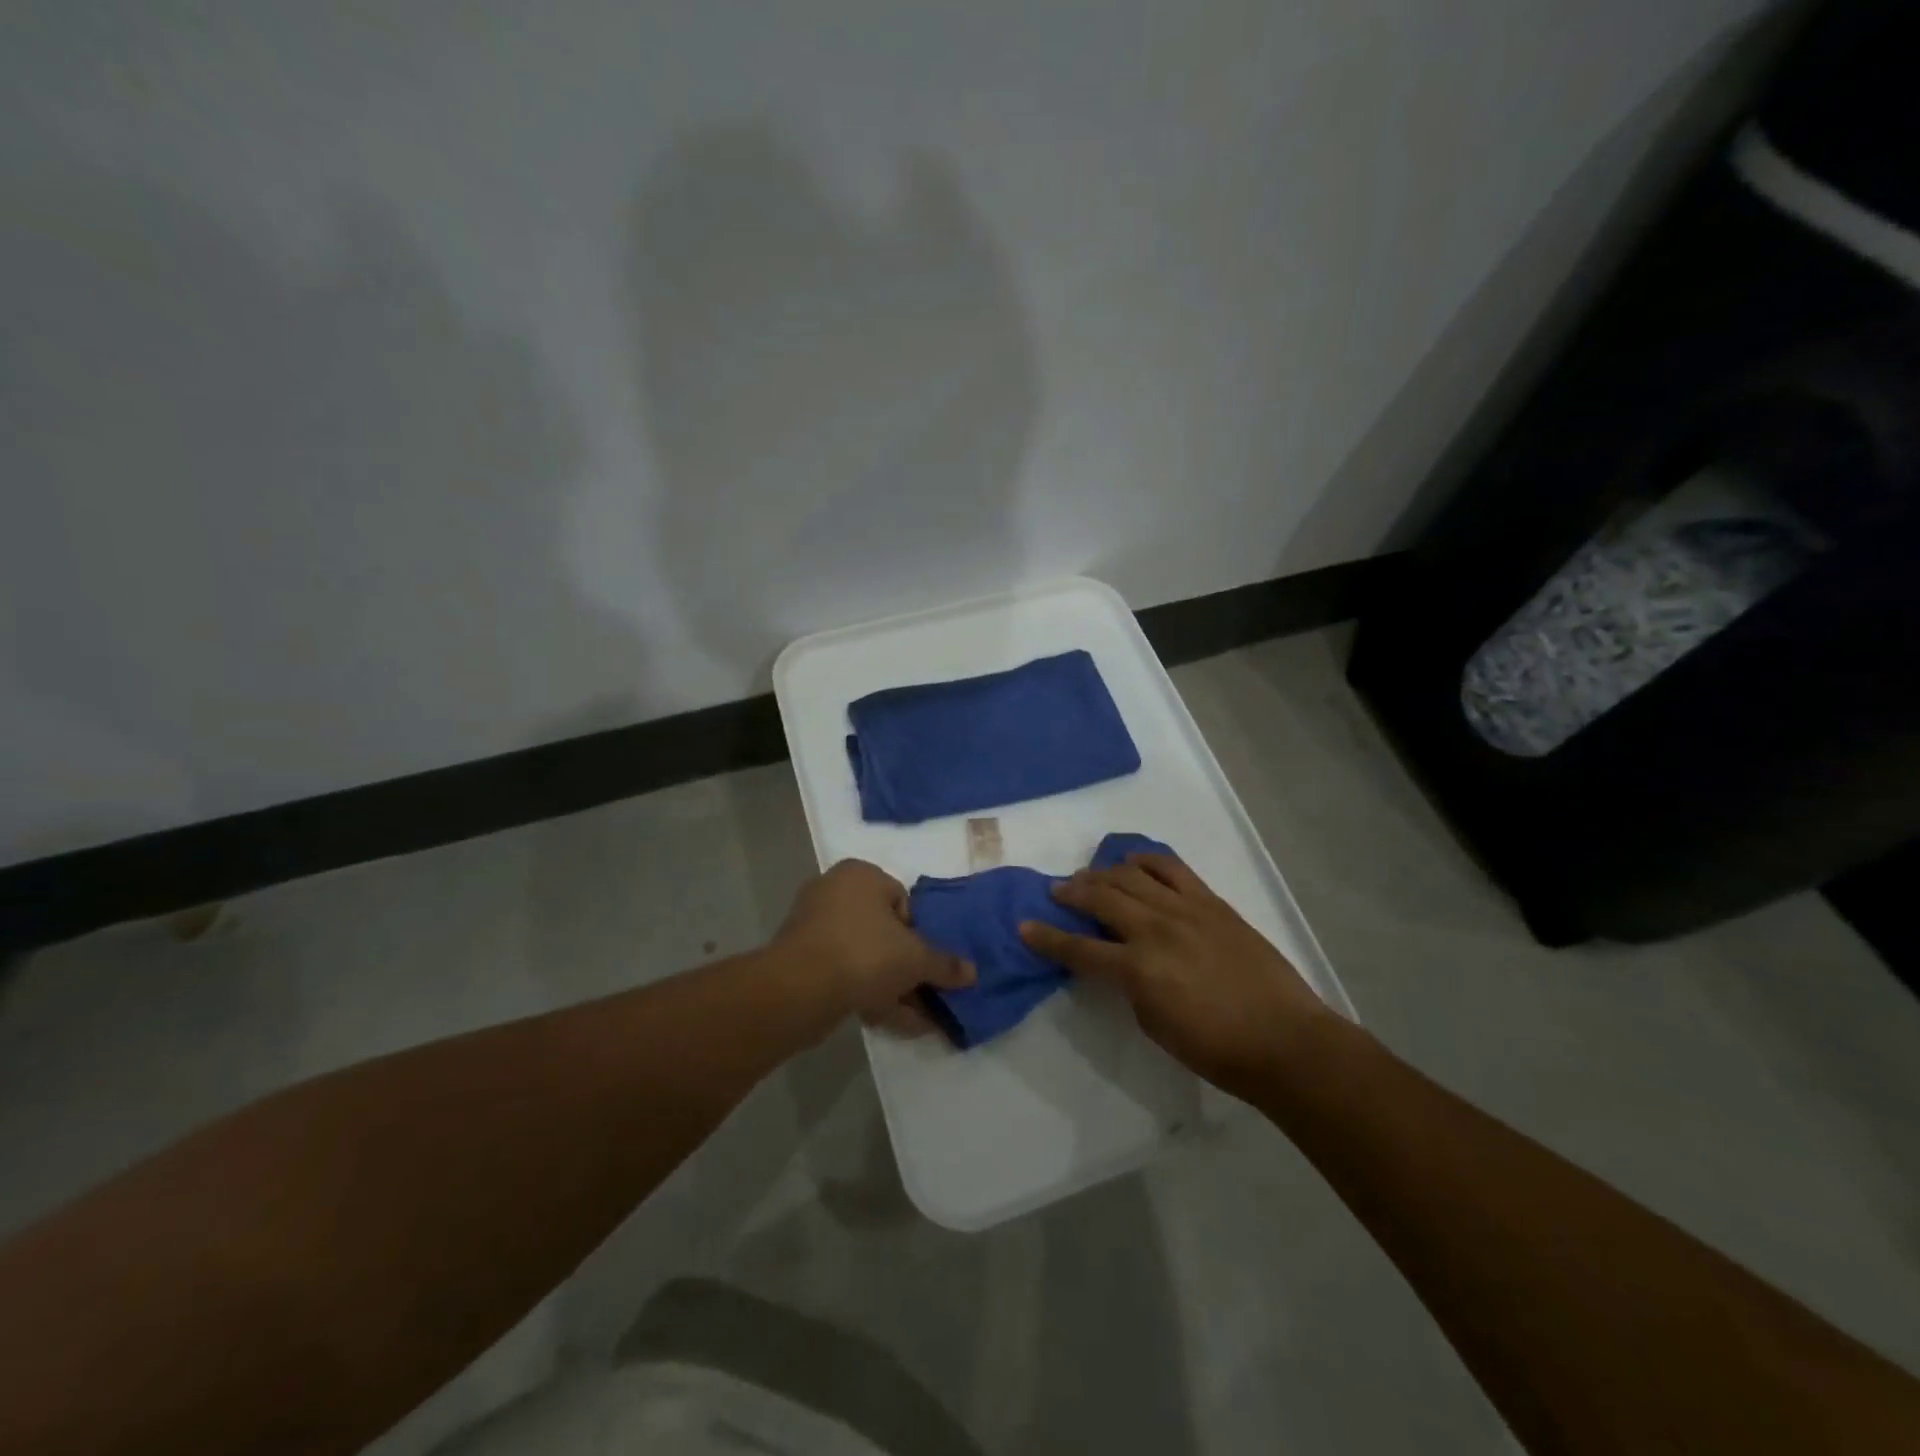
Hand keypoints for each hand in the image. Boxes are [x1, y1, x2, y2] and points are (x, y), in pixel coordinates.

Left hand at [774, 859, 974, 1035]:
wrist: (799, 989)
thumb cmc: (864, 953)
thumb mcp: (916, 959)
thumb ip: (944, 964)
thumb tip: (972, 972)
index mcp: (861, 875)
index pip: (902, 900)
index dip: (919, 932)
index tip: (925, 961)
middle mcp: (834, 892)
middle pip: (883, 931)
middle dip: (906, 965)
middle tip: (926, 992)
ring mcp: (813, 927)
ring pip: (865, 956)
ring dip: (892, 985)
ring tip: (918, 1016)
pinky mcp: (801, 961)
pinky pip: (845, 974)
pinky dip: (869, 994)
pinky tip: (895, 1022)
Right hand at [1020, 854, 1333, 1098]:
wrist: (1285, 1040)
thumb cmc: (1216, 1049)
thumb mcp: (1154, 1025)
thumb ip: (1129, 986)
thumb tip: (1118, 961)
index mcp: (1137, 969)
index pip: (1078, 949)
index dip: (1046, 938)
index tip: (1024, 927)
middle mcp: (1155, 929)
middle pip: (1100, 898)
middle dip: (1070, 892)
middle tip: (1056, 891)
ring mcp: (1185, 909)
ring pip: (1131, 875)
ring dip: (1102, 872)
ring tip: (1090, 875)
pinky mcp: (1211, 902)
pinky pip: (1172, 868)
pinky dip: (1146, 859)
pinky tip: (1132, 860)